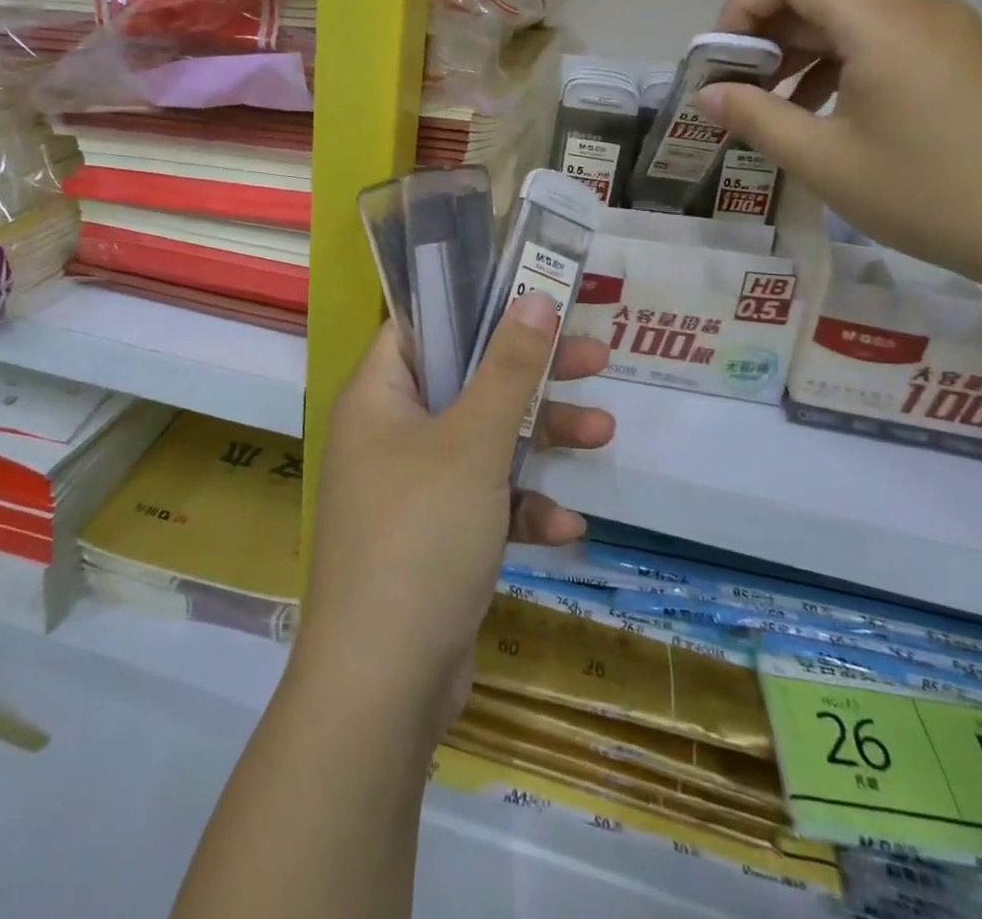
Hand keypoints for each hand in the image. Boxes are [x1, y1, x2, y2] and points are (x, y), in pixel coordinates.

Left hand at [296, 295, 611, 731]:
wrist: (384, 685)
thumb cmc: (421, 535)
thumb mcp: (473, 442)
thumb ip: (508, 369)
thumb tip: (534, 296)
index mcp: (378, 397)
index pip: (420, 327)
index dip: (473, 306)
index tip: (531, 297)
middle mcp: (388, 435)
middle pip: (465, 382)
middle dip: (531, 376)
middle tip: (593, 359)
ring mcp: (410, 489)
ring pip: (483, 443)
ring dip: (540, 441)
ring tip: (604, 434)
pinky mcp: (434, 538)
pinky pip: (484, 503)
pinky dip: (521, 509)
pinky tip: (565, 528)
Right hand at [700, 0, 981, 289]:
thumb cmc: (931, 194)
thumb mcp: (825, 162)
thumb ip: (756, 118)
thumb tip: (707, 95)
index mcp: (883, 25)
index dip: (745, 1)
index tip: (726, 59)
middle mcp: (916, 11)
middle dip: (764, 36)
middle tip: (735, 93)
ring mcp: (943, 33)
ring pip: (847, 20)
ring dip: (798, 55)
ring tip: (772, 111)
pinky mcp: (958, 58)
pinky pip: (879, 43)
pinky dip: (836, 67)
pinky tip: (822, 115)